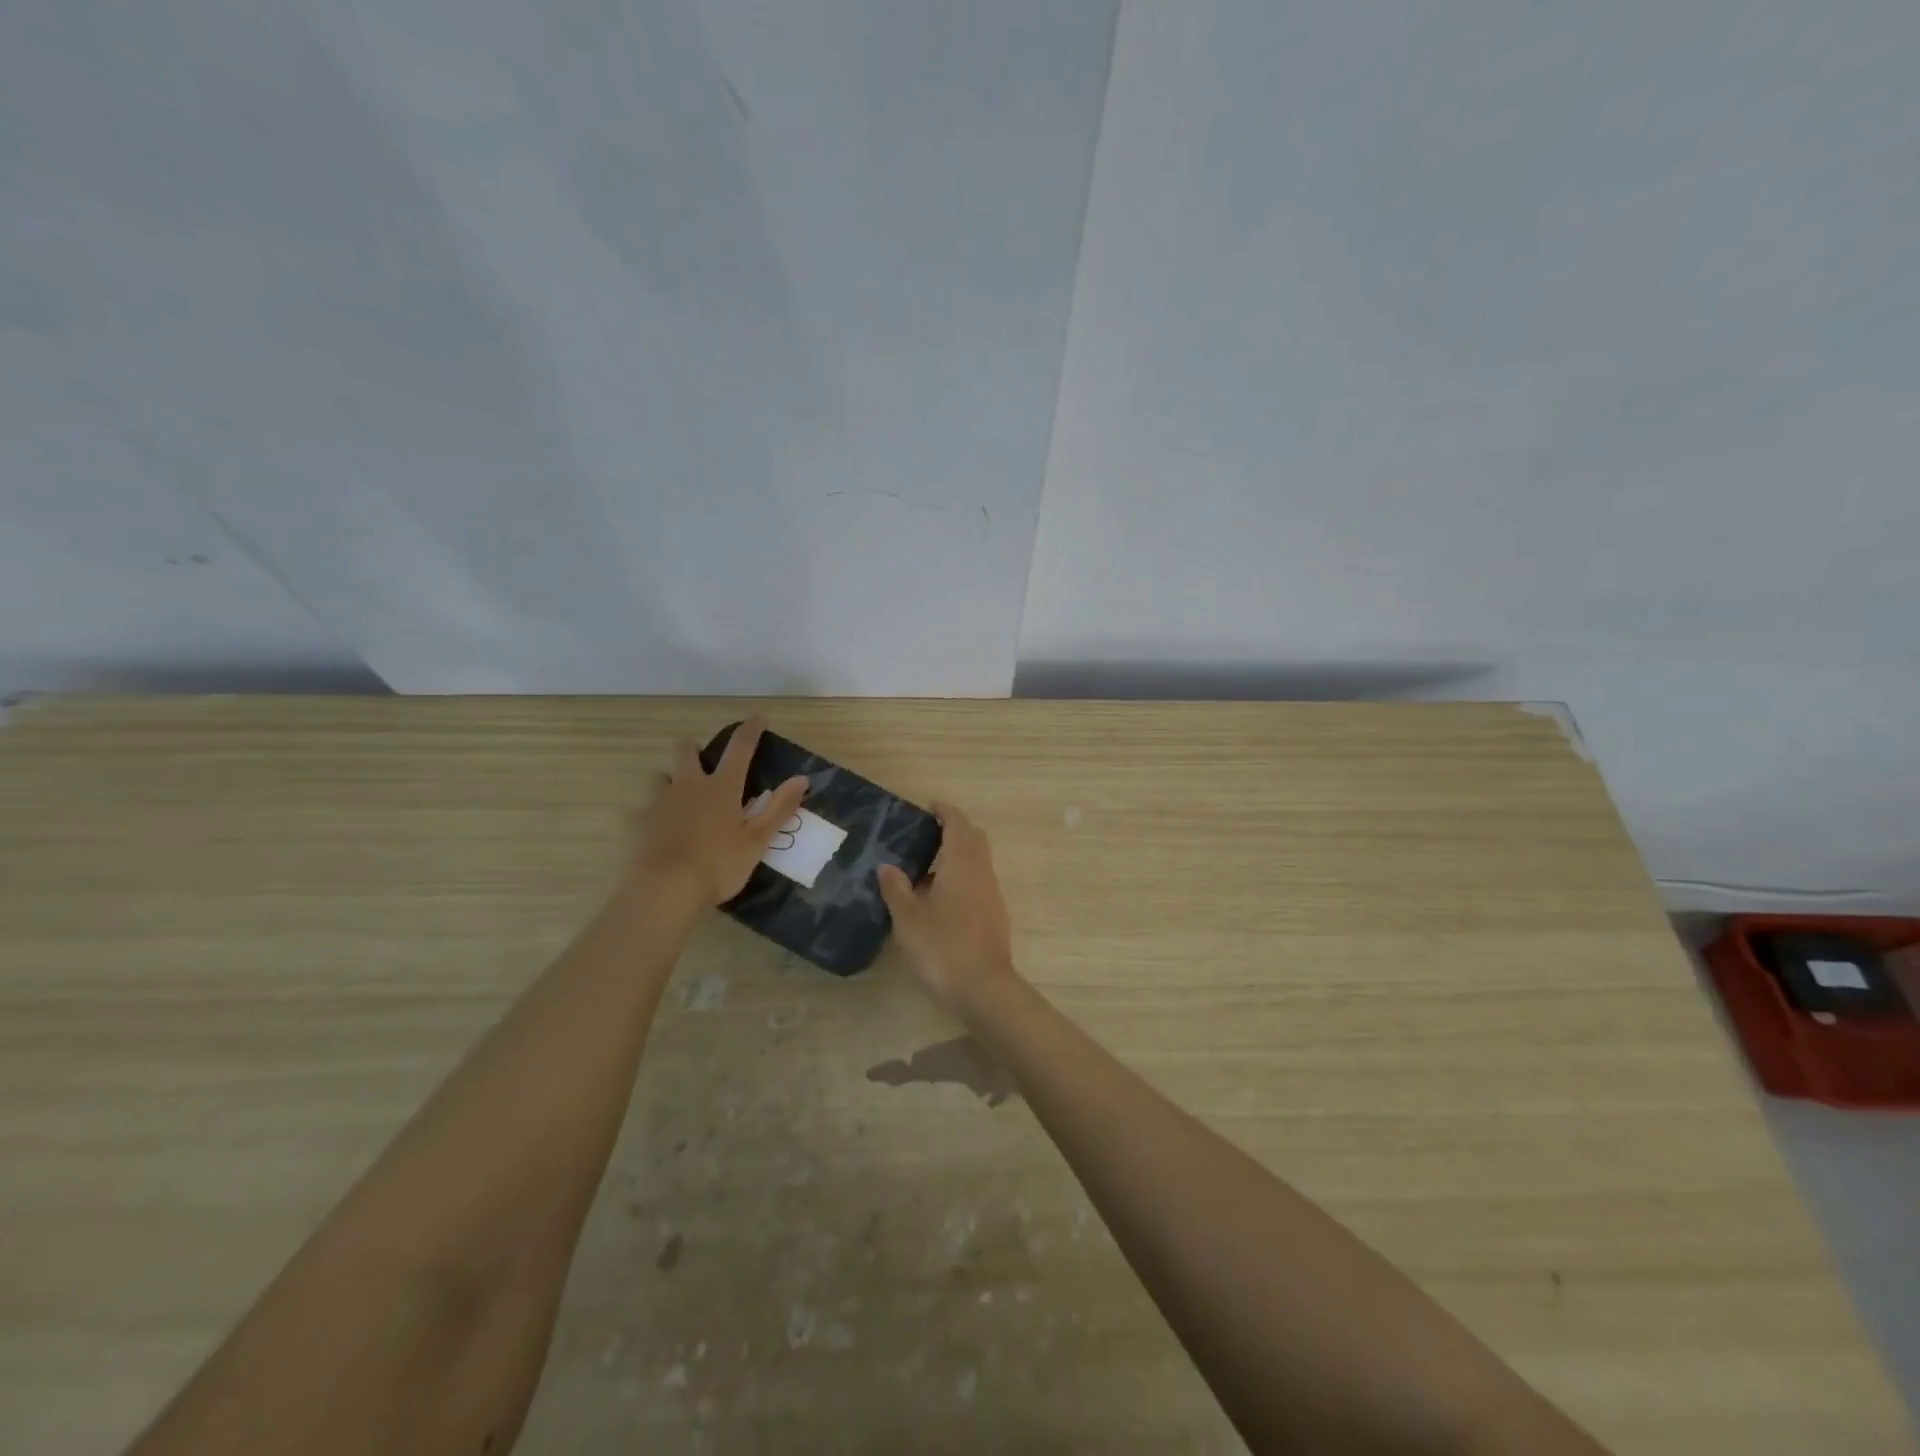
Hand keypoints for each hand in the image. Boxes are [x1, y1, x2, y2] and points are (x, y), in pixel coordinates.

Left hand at [629, 717, 806, 912]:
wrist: (664, 890)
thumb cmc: (718, 865)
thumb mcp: (757, 840)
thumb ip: (779, 808)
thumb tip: (802, 778)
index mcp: (722, 788)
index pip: (740, 748)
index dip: (750, 730)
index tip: (758, 717)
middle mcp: (688, 786)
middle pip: (687, 752)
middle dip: (694, 749)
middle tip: (703, 761)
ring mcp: (658, 802)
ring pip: (660, 776)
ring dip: (670, 780)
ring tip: (678, 797)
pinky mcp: (637, 823)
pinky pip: (640, 810)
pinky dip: (649, 814)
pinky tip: (655, 829)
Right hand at [877, 802, 1018, 1015]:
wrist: (983, 988)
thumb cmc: (942, 946)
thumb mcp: (908, 917)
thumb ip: (896, 888)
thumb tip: (887, 866)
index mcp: (962, 863)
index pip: (958, 823)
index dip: (945, 811)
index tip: (929, 807)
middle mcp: (982, 871)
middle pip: (973, 838)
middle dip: (954, 830)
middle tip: (925, 835)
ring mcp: (991, 894)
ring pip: (978, 861)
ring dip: (957, 856)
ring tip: (924, 870)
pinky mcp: (994, 915)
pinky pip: (978, 882)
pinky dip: (961, 878)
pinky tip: (939, 899)